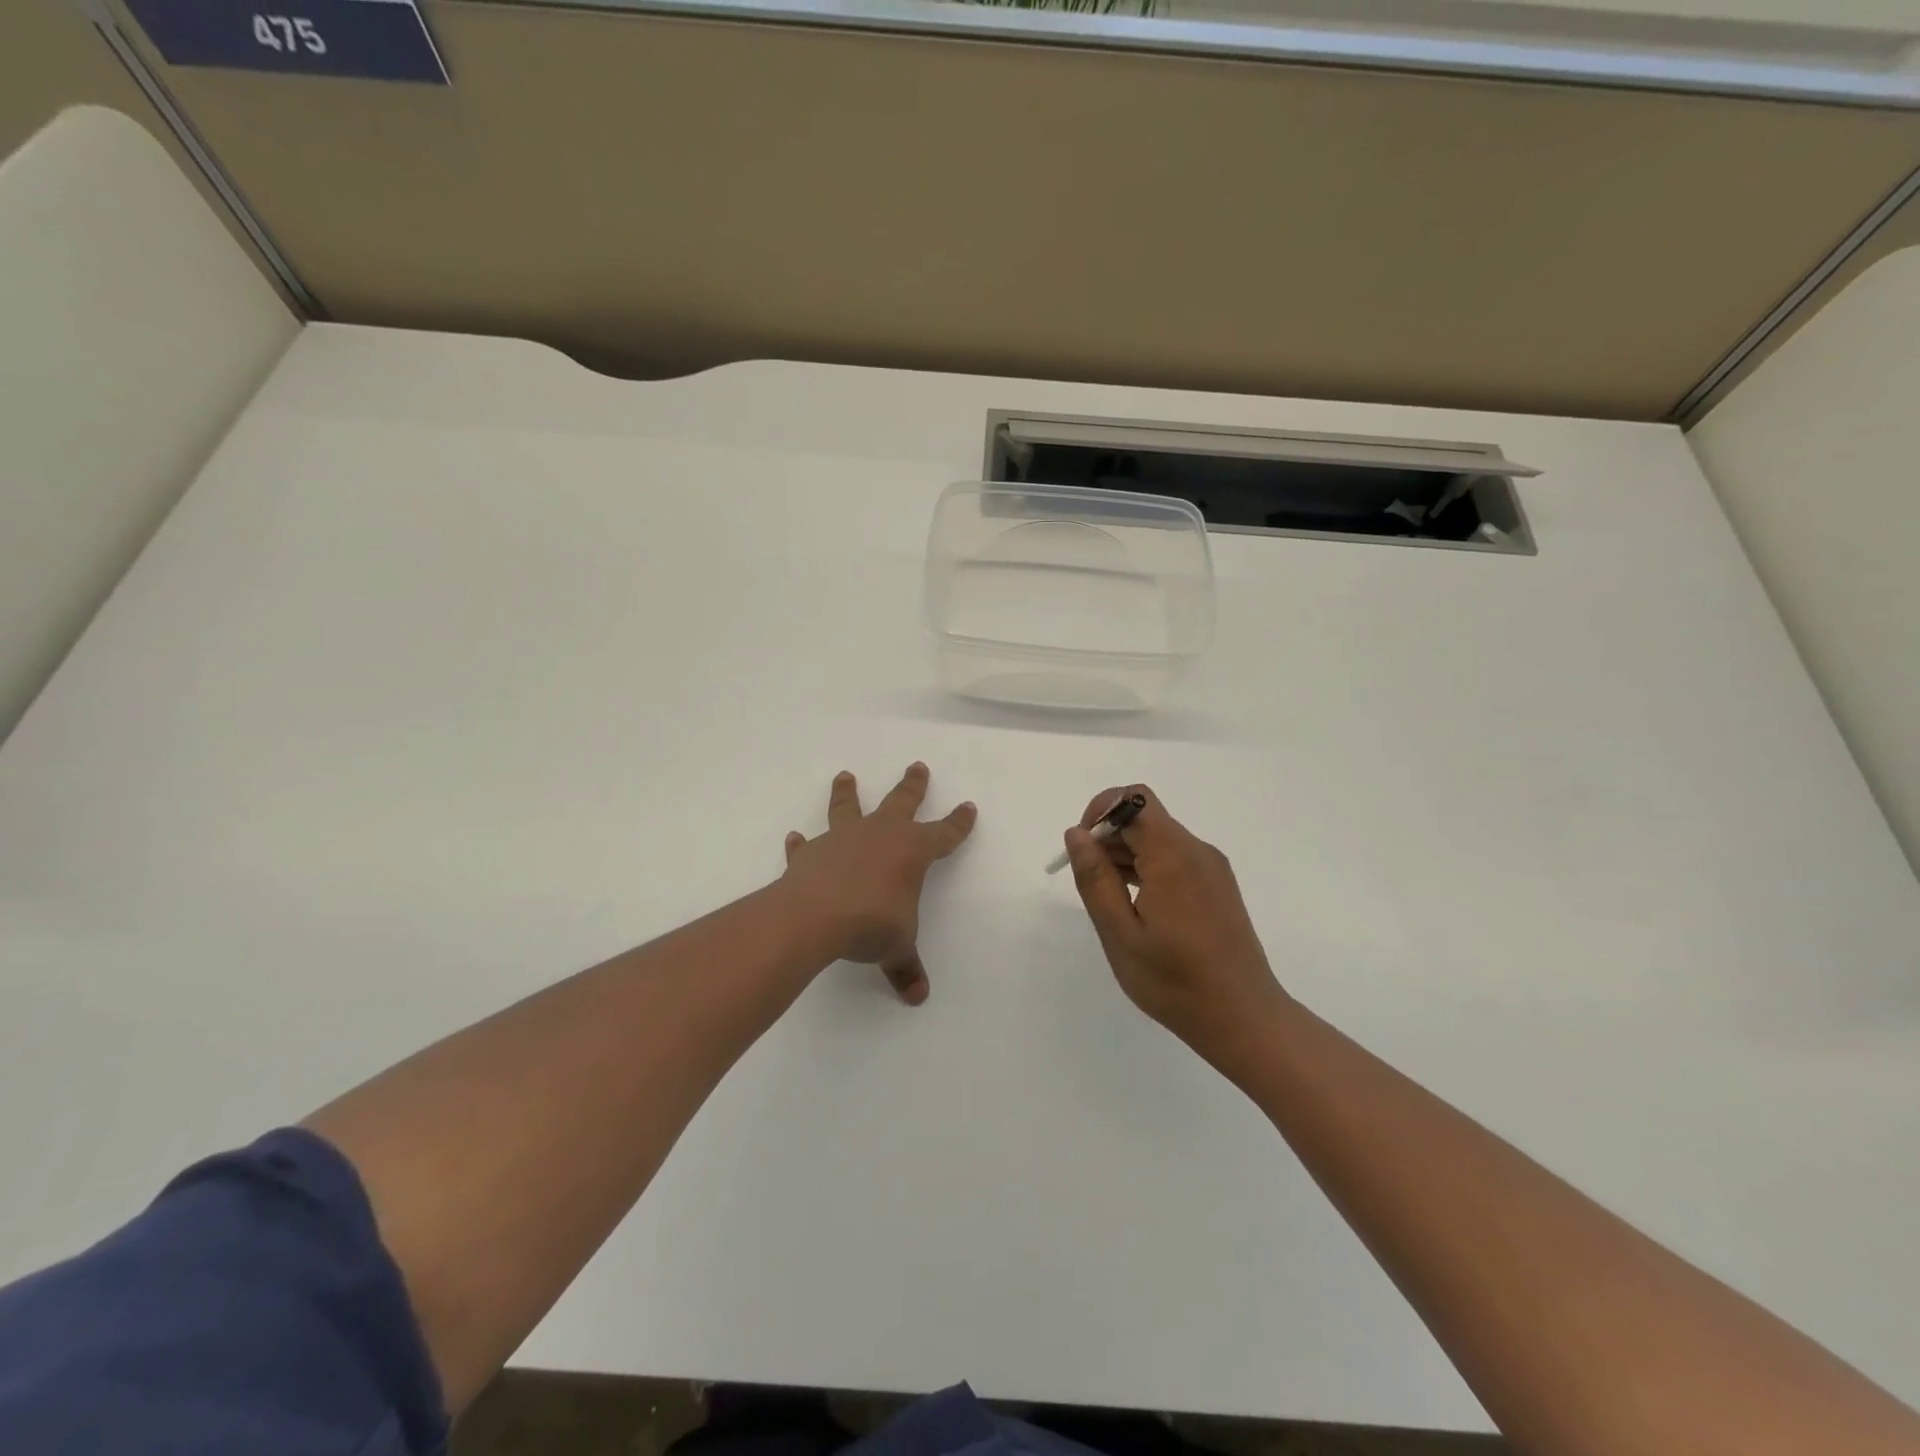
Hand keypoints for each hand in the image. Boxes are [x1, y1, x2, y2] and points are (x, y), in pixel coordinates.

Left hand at [781, 763, 976, 1004]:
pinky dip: (802, 843)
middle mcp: (880, 835)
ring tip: (845, 775)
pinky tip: (795, 838)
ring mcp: (843, 839)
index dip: (958, 823)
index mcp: (912, 851)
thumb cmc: (871, 924)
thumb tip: (918, 996)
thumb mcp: (896, 947)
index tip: (968, 807)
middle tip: (918, 766)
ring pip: (848, 807)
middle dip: (913, 785)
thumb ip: (906, 967)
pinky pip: (807, 845)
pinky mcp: (812, 853)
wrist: (815, 917)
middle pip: (902, 801)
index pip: (944, 834)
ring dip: (847, 792)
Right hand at [1063, 785, 1289, 1067]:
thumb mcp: (1120, 933)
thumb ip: (1095, 878)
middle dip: (1108, 836)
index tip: (1081, 851)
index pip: (1132, 800)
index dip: (1099, 813)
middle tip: (1089, 882)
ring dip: (1126, 854)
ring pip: (1158, 838)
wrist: (1244, 1018)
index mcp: (1173, 855)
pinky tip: (1135, 906)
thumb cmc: (1175, 981)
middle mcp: (1196, 850)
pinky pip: (1174, 858)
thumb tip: (1076, 833)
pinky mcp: (1217, 885)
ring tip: (1110, 900)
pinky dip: (1147, 868)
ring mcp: (1211, 867)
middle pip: (1144, 816)